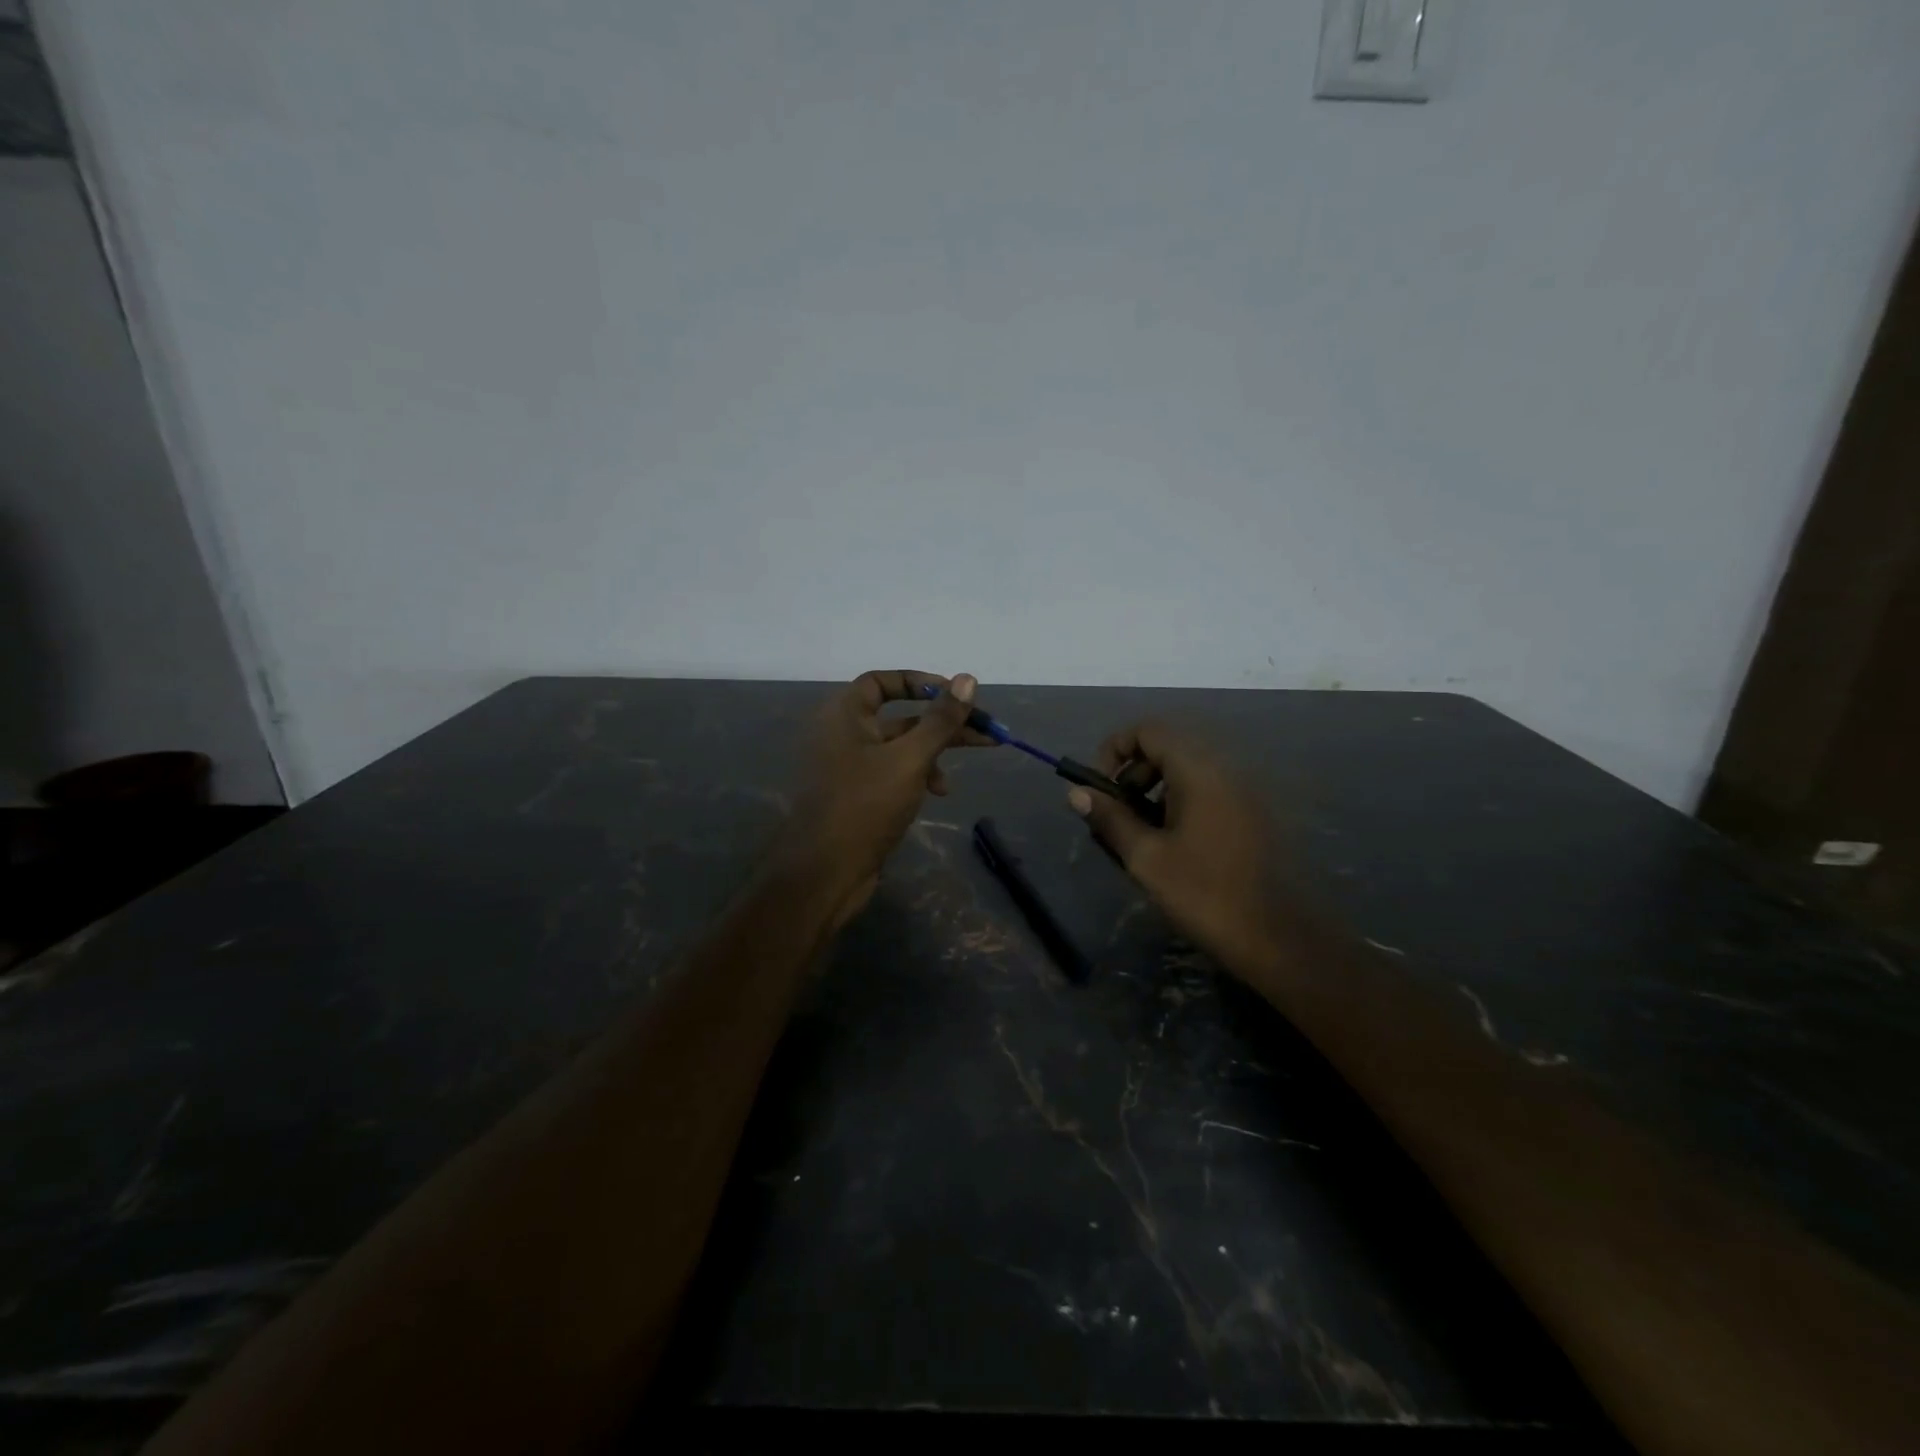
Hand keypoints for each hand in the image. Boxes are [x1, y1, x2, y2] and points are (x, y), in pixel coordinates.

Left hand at [776, 670, 985, 924]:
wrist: (824, 873)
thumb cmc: (865, 805)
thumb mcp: (910, 758)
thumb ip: (940, 720)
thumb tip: (967, 679)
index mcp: (844, 714)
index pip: (882, 681)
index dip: (919, 682)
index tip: (955, 694)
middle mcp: (843, 734)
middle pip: (900, 716)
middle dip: (943, 723)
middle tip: (987, 730)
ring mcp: (849, 767)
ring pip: (901, 747)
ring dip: (935, 753)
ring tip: (964, 770)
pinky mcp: (857, 795)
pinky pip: (893, 772)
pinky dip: (918, 776)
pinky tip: (937, 793)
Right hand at [1066, 721, 1284, 979]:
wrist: (1281, 940)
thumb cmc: (1206, 894)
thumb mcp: (1146, 858)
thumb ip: (1110, 818)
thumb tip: (1076, 793)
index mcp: (1199, 770)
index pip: (1148, 730)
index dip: (1114, 749)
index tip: (1099, 789)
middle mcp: (1224, 768)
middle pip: (1167, 746)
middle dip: (1132, 773)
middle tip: (1116, 815)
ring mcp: (1243, 791)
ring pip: (1187, 770)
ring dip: (1154, 790)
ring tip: (1140, 835)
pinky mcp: (1252, 813)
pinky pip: (1207, 790)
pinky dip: (1179, 803)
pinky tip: (1172, 846)